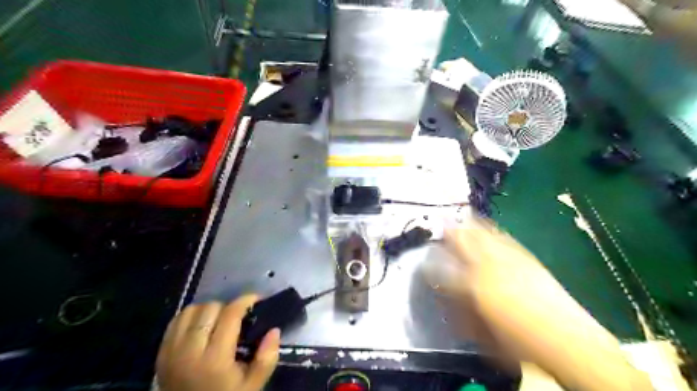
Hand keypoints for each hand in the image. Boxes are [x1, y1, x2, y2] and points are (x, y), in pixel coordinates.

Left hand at [157, 295, 278, 389]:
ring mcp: (171, 352)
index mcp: (214, 359)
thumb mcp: (253, 386)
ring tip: (219, 320)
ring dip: (209, 310)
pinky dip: (191, 317)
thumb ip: (267, 358)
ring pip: (191, 311)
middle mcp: (189, 351)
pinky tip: (202, 326)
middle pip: (210, 308)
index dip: (245, 301)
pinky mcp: (161, 354)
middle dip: (228, 307)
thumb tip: (274, 330)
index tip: (256, 300)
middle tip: (239, 317)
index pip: (230, 315)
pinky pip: (176, 321)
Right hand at [434, 217, 653, 390]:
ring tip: (462, 216)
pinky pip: (504, 238)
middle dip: (450, 231)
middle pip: (463, 242)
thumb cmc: (519, 340)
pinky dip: (492, 229)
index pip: (445, 271)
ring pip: (483, 235)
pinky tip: (489, 226)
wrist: (566, 337)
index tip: (426, 260)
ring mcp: (508, 259)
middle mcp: (487, 267)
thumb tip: (446, 296)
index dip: (433, 264)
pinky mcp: (525, 257)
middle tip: (441, 222)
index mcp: (474, 287)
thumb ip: (461, 309)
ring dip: (470, 225)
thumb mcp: (482, 330)